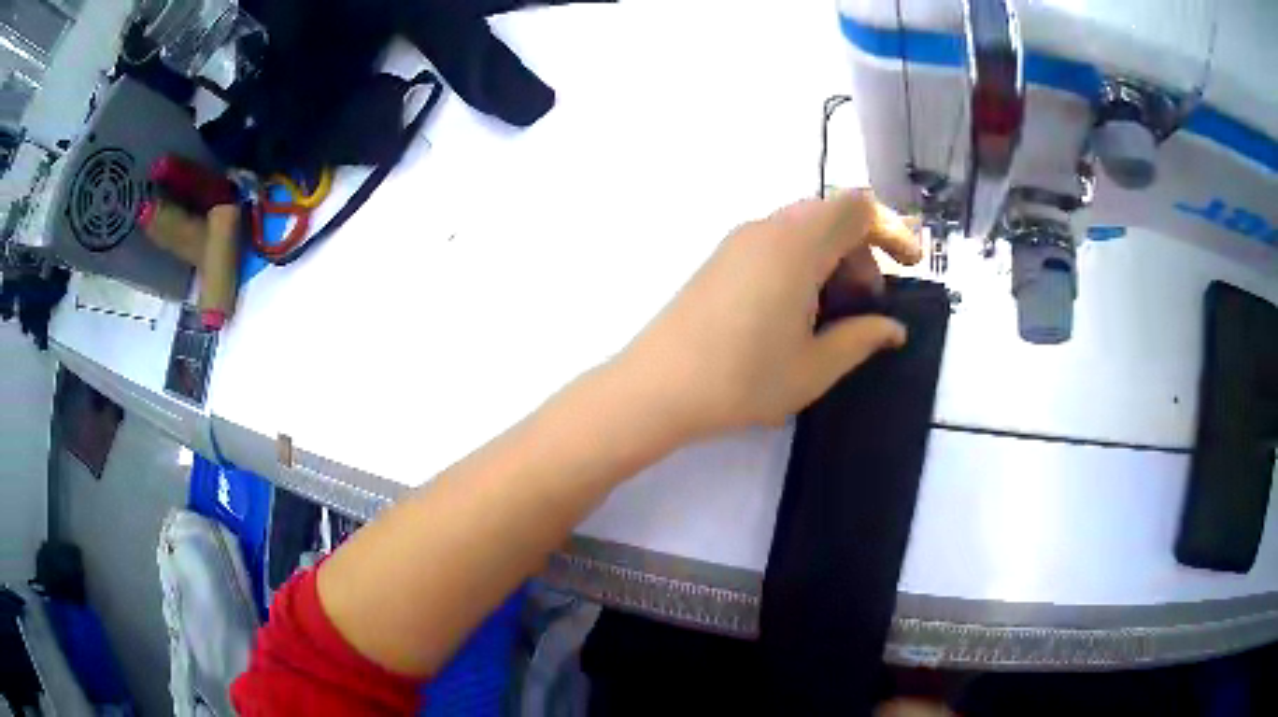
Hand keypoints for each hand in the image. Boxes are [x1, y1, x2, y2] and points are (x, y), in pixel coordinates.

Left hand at [617, 189, 921, 439]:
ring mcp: (739, 241)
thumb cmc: (743, 379)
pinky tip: (798, 310)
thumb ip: (861, 339)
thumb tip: (893, 329)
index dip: (891, 230)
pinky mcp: (721, 258)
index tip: (909, 266)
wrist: (657, 387)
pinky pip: (776, 241)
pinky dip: (803, 261)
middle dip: (862, 250)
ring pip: (803, 228)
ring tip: (834, 313)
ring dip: (832, 257)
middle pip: (831, 215)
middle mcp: (768, 229)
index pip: (858, 209)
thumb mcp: (814, 367)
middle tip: (866, 303)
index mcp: (798, 244)